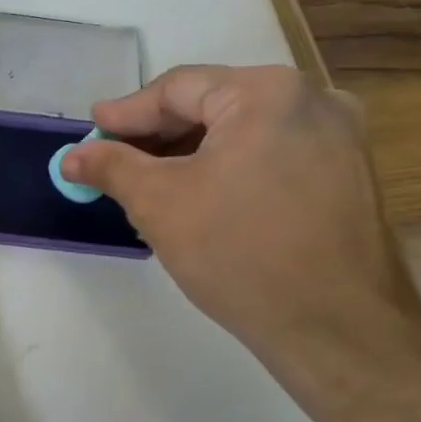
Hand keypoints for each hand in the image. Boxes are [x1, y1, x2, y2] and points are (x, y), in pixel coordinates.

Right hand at [62, 65, 420, 367]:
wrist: (341, 333)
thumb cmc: (241, 254)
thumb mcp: (159, 203)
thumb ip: (111, 167)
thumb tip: (71, 157)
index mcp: (268, 92)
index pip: (178, 89)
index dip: (126, 113)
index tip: (91, 130)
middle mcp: (313, 99)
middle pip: (213, 105)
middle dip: (158, 135)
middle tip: (113, 157)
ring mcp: (339, 137)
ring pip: (242, 131)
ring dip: (190, 153)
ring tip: (148, 181)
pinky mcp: (349, 174)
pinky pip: (271, 154)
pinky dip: (228, 167)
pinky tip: (199, 195)